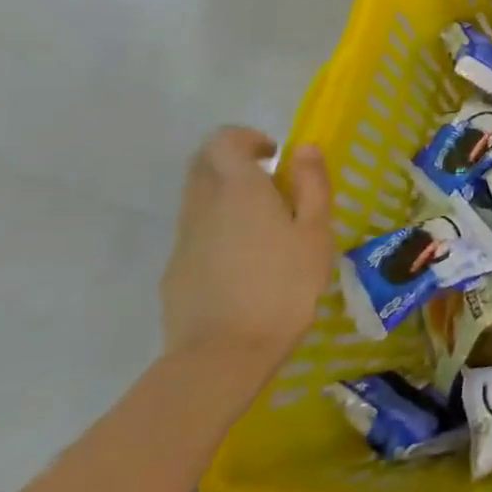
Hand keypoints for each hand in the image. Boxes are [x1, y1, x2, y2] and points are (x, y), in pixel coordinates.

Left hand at [160, 127, 334, 381]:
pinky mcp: (176, 269)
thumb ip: (311, 185)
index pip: (224, 140)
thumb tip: (303, 148)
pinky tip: (247, 262)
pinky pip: (196, 232)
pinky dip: (219, 228)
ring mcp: (184, 239)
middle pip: (203, 164)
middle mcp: (203, 205)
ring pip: (198, 198)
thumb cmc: (284, 285)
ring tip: (265, 225)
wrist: (223, 353)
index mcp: (239, 189)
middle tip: (270, 183)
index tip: (275, 156)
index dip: (248, 138)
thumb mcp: (315, 232)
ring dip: (226, 195)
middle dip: (233, 161)